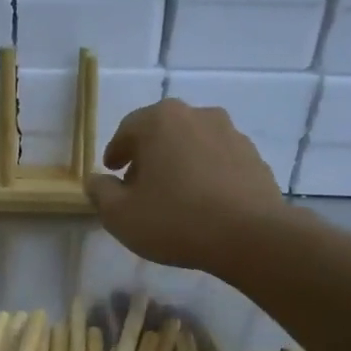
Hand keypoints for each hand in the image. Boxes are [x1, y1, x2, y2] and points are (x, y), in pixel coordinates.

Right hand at [86, 98, 290, 272]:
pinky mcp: (254, 157)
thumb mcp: (120, 215)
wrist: (249, 235)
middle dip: (148, 156)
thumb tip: (96, 181)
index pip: (127, 129)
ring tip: (173, 197)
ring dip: (179, 164)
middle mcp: (197, 115)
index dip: (116, 151)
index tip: (111, 171)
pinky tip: (203, 204)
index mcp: (160, 121)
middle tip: (139, 185)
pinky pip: (219, 162)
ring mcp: (231, 133)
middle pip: (163, 132)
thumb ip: (101, 193)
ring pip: (193, 145)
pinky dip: (206, 176)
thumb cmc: (174, 220)